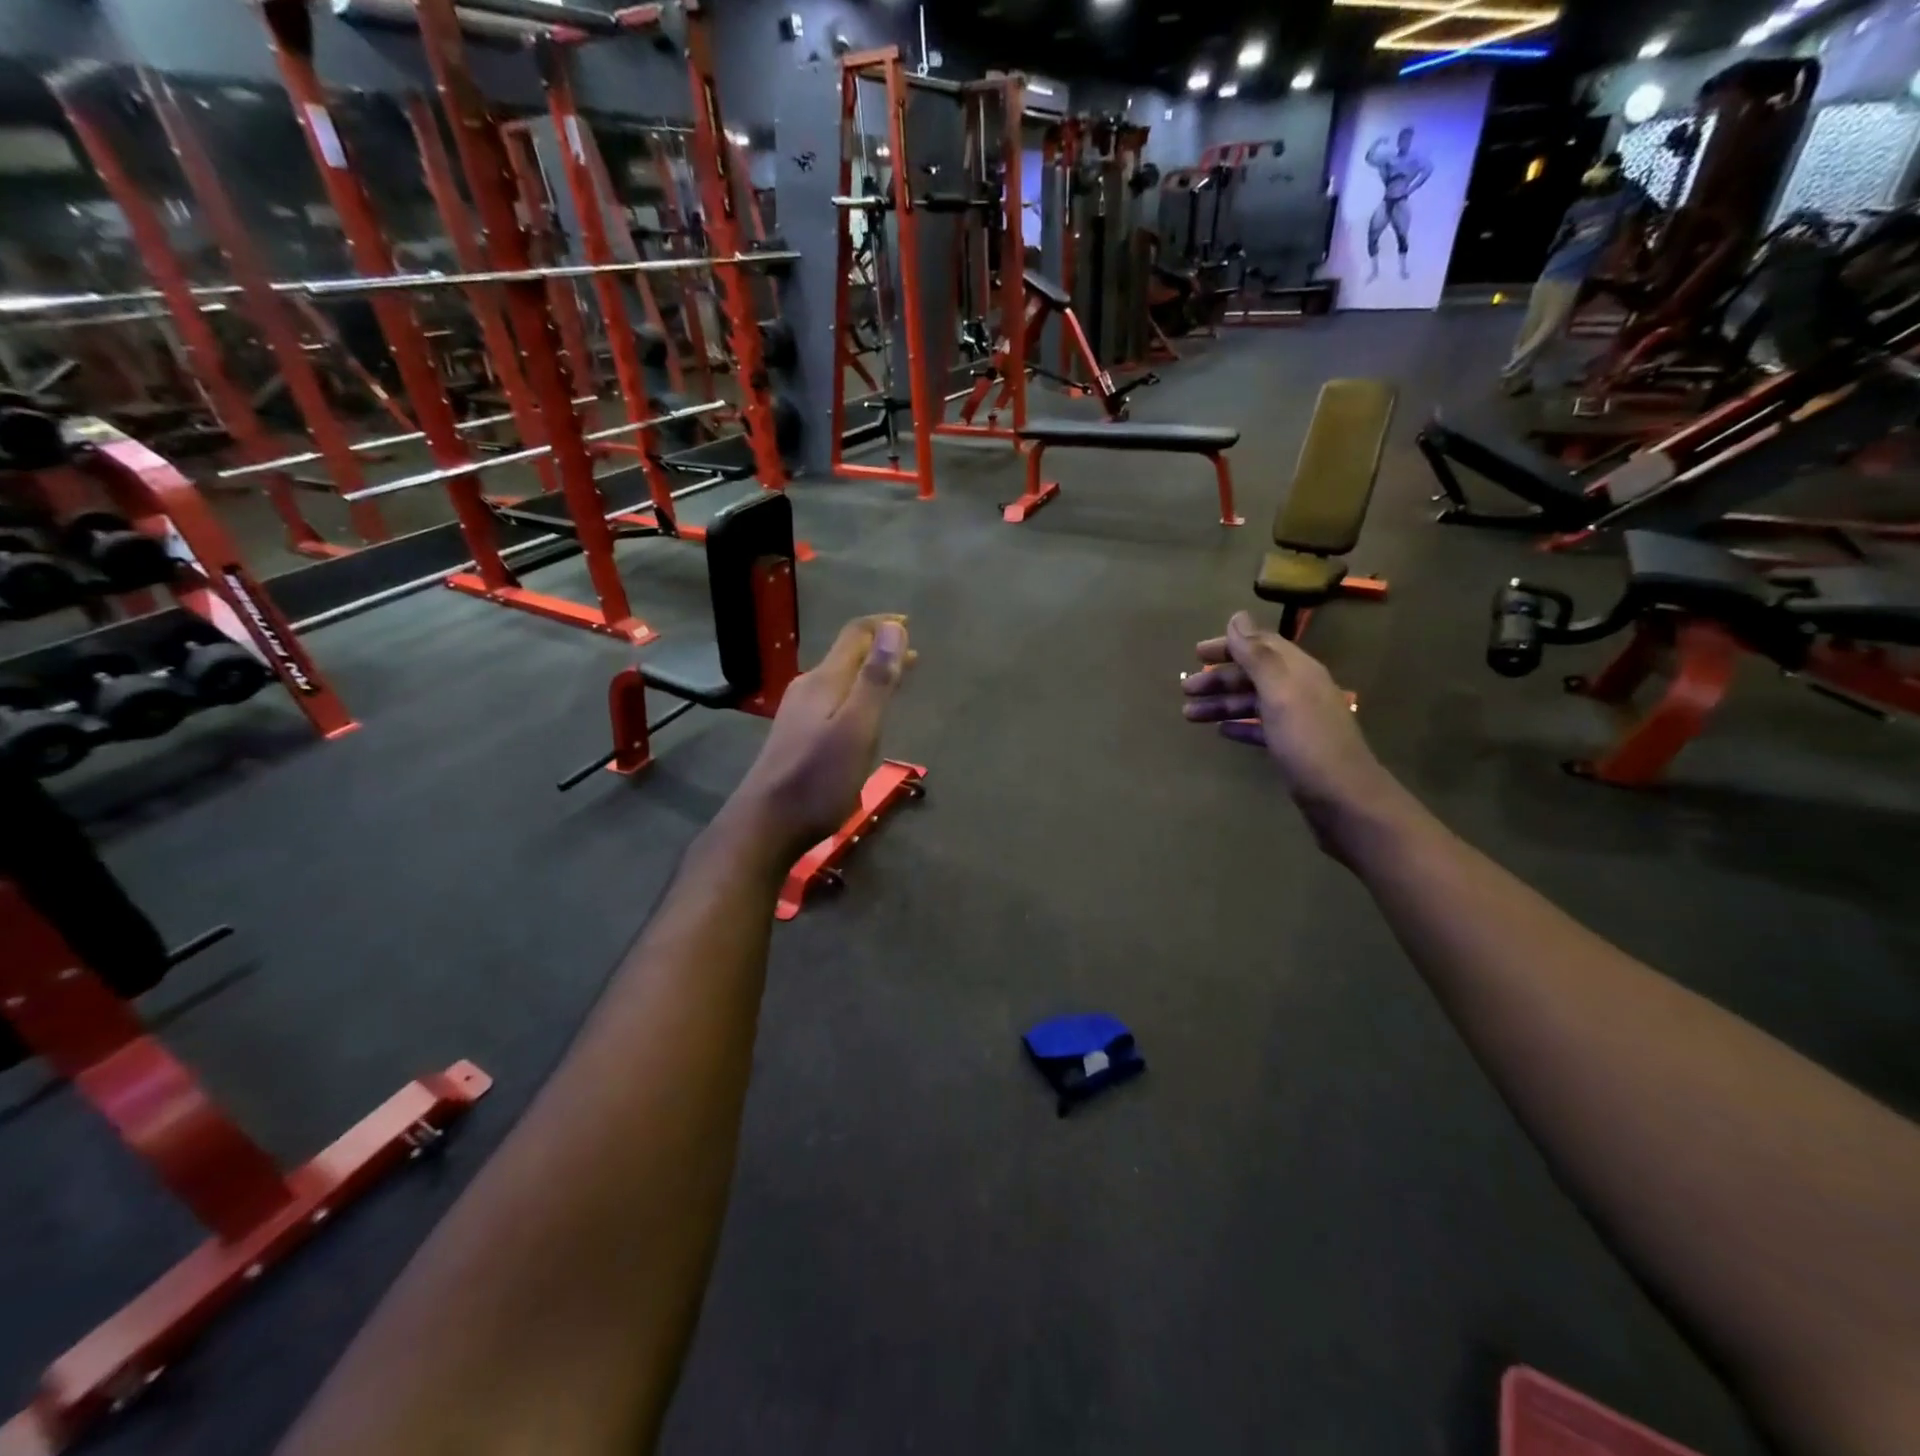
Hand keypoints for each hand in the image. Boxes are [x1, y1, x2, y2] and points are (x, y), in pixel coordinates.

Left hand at [728, 615, 912, 858]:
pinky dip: (856, 696)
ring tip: (894, 682)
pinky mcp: (796, 737)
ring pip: (840, 680)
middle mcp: (808, 689)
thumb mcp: (857, 729)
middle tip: (912, 657)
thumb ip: (875, 679)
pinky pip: (833, 701)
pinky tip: (862, 716)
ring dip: (868, 674)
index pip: (855, 635)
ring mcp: (798, 714)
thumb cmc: (818, 779)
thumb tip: (893, 628)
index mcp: (824, 681)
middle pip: (847, 656)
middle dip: (879, 650)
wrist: (766, 824)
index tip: (910, 625)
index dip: (883, 626)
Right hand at [1181, 613, 1403, 852]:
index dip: (1229, 645)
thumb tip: (1237, 617)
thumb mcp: (1279, 693)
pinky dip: (1239, 725)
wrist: (1345, 800)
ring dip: (1222, 704)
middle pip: (1253, 675)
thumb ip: (1258, 655)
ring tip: (1189, 715)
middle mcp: (1299, 690)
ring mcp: (1297, 721)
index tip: (1195, 653)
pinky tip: (1221, 732)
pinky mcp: (1294, 748)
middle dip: (1219, 679)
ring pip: (1253, 702)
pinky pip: (1260, 727)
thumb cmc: (1308, 743)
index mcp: (1298, 672)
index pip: (1261, 645)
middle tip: (1185, 689)